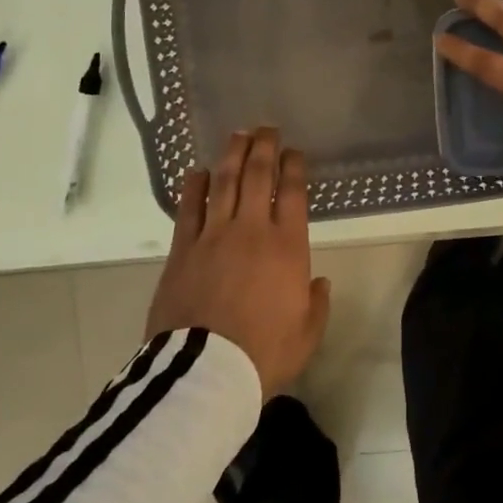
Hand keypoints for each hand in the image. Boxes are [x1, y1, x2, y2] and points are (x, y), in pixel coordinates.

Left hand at [146, 127, 331, 396]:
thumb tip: (319, 282)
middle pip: (257, 175)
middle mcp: (251, 230)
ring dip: (232, 155)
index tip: (294, 151)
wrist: (206, 373)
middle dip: (264, 147)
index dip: (294, 166)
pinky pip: (189, 208)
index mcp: (287, 246)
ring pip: (224, 182)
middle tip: (267, 128)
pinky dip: (194, 186)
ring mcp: (214, 235)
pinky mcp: (183, 249)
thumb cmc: (264, 353)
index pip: (292, 192)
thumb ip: (316, 303)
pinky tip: (196, 171)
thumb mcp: (306, 334)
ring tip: (237, 135)